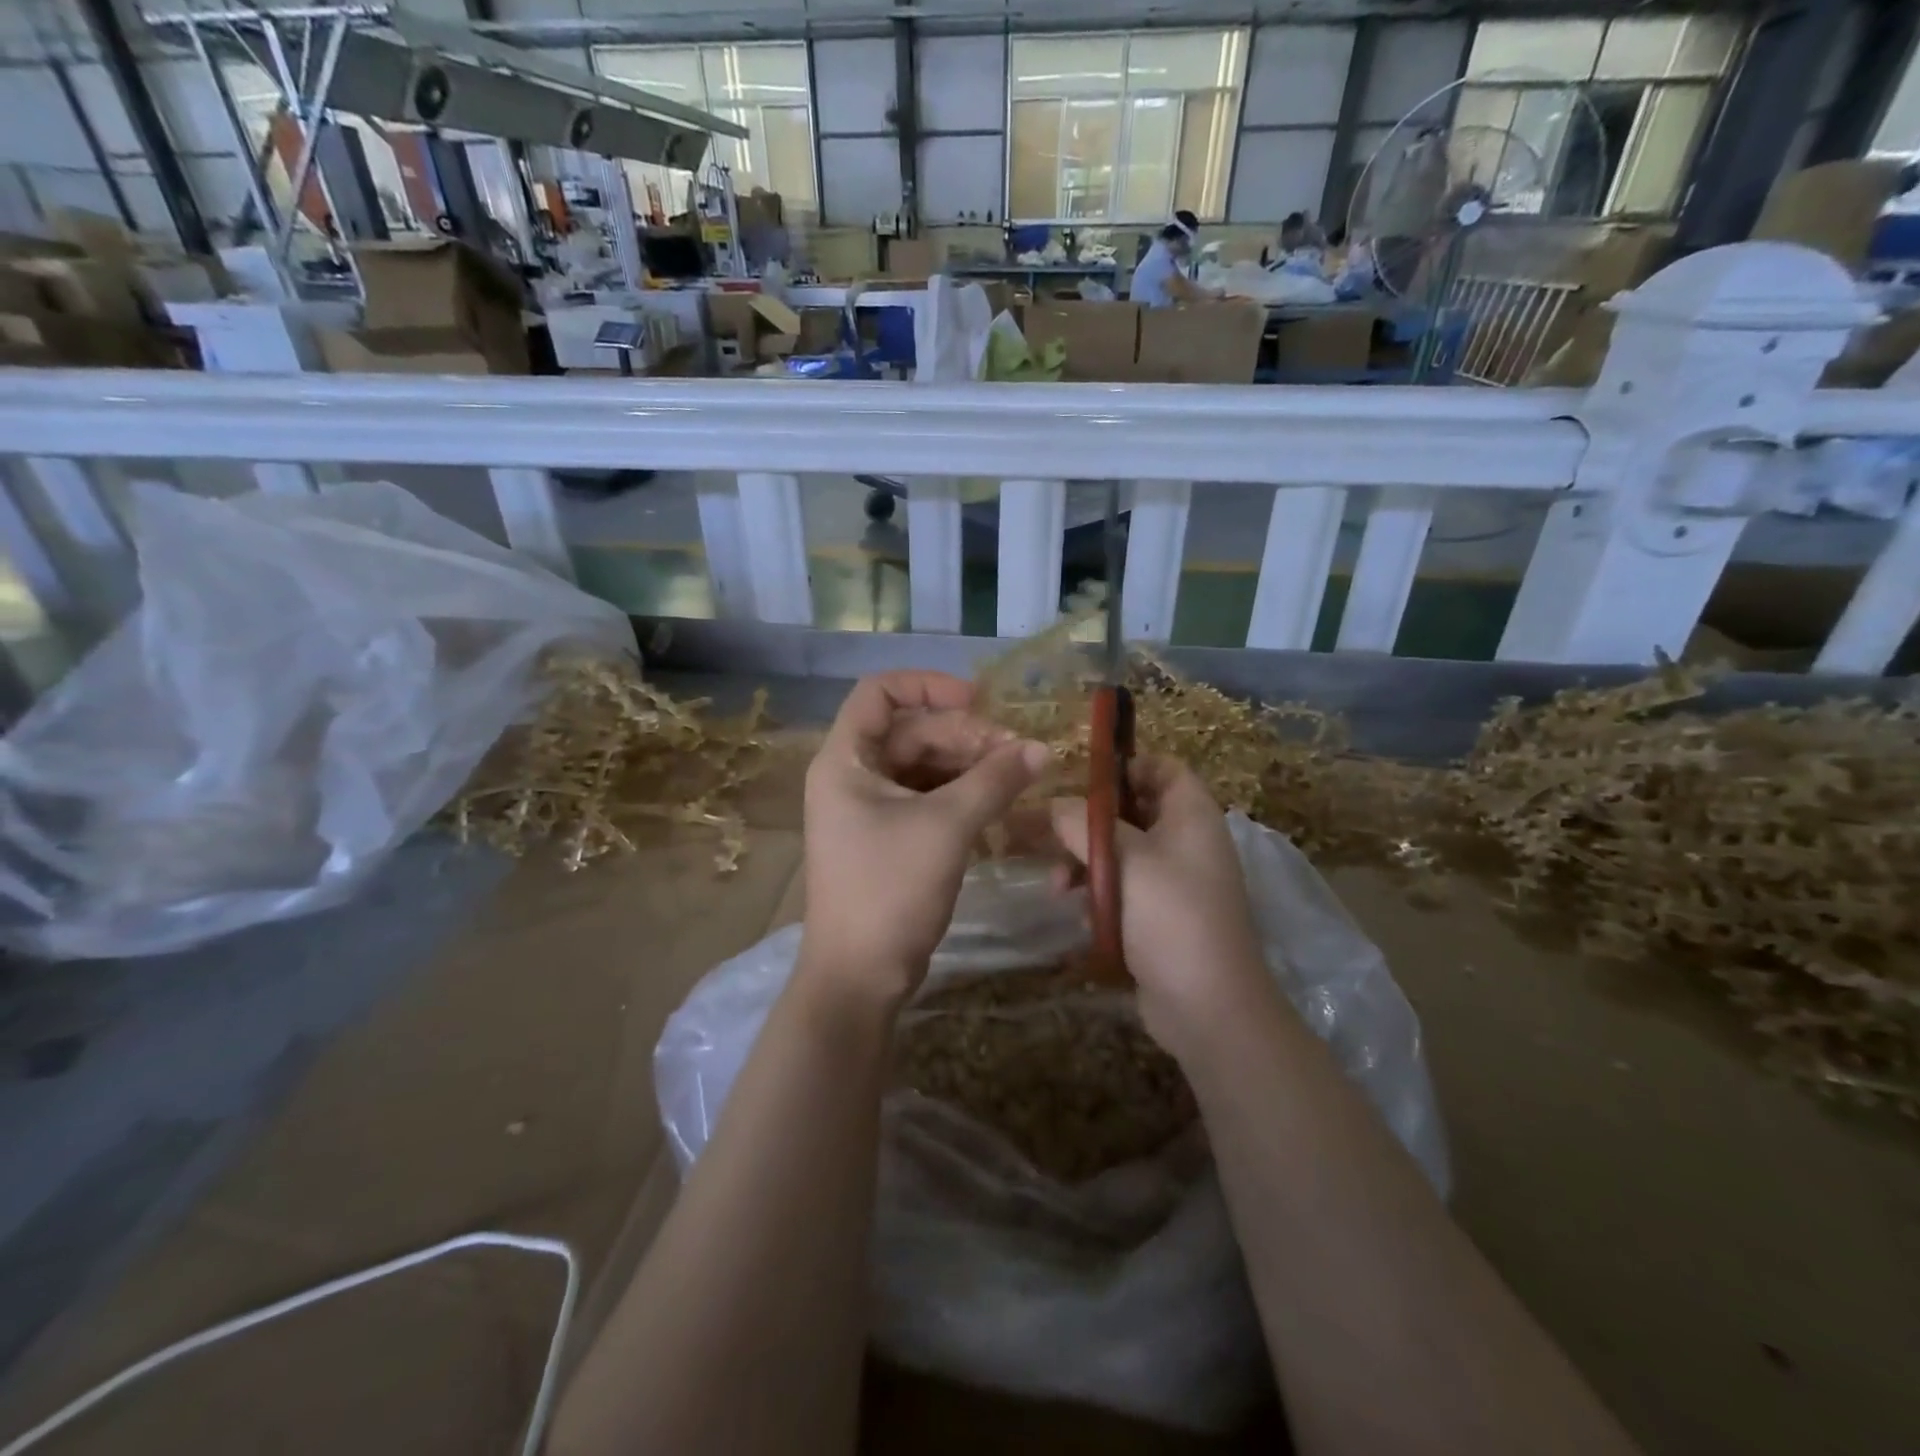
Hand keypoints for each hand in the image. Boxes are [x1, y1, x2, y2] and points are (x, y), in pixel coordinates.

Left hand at [801, 672, 1049, 1004]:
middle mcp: (851, 775)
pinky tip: (998, 802)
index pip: (879, 693)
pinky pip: (926, 797)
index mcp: (845, 760)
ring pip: (923, 765)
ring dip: (968, 765)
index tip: (978, 700)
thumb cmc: (890, 891)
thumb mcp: (947, 827)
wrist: (859, 977)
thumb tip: (1042, 747)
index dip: (928, 685)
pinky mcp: (887, 836)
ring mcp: (868, 808)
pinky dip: (961, 794)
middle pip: (911, 731)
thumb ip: (994, 780)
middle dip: (965, 736)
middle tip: (1017, 754)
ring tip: (1016, 776)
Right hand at [1050, 757, 1273, 1056]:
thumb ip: (1082, 824)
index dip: (1124, 767)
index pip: (1163, 768)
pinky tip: (1079, 915)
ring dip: (1086, 864)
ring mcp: (1176, 882)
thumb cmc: (1170, 916)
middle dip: (1088, 824)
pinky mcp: (1161, 918)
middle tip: (1046, 834)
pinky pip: (1124, 890)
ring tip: (1058, 887)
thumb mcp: (1122, 860)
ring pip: (1122, 854)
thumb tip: (1052, 805)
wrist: (1207, 1006)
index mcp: (1192, 815)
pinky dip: (1099, 896)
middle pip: (1133, 812)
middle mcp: (1187, 842)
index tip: (1081, 781)